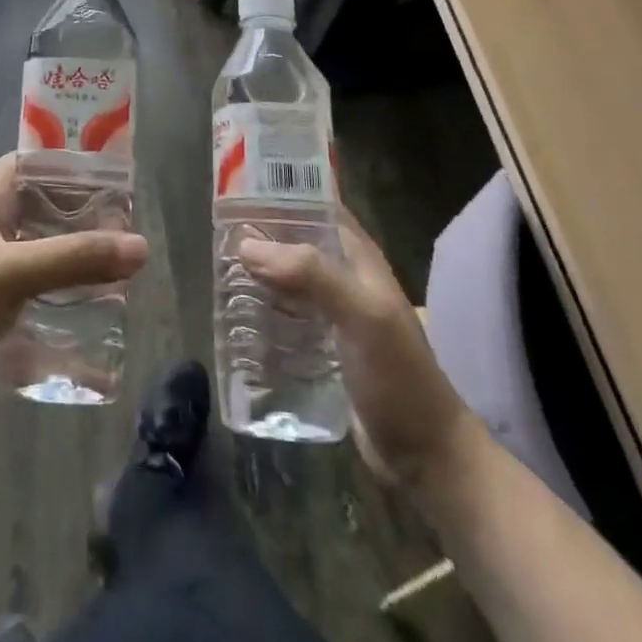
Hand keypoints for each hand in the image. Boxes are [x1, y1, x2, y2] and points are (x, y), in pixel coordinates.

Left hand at [0, 154, 147, 427]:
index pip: (29, 162)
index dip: (67, 165)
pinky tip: (73, 298)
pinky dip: (48, 277)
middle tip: (117, 226)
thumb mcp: (15, 274)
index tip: (109, 180)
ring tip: (104, 260)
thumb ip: (76, 258)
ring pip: (29, 240)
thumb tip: (141, 246)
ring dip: (63, 247)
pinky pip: (21, 274)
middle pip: (34, 201)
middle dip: (74, 211)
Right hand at [241, 210, 474, 486]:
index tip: (241, 183)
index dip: (286, 190)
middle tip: (217, 227)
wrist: (424, 457)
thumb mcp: (361, 315)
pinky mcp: (321, 348)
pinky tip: (235, 313)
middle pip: (297, 241)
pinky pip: (285, 316)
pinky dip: (262, 308)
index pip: (319, 205)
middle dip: (262, 233)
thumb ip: (311, 274)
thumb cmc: (398, 377)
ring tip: (217, 265)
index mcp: (359, 259)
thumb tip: (247, 245)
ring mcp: (332, 315)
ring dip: (258, 271)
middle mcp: (344, 278)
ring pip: (288, 279)